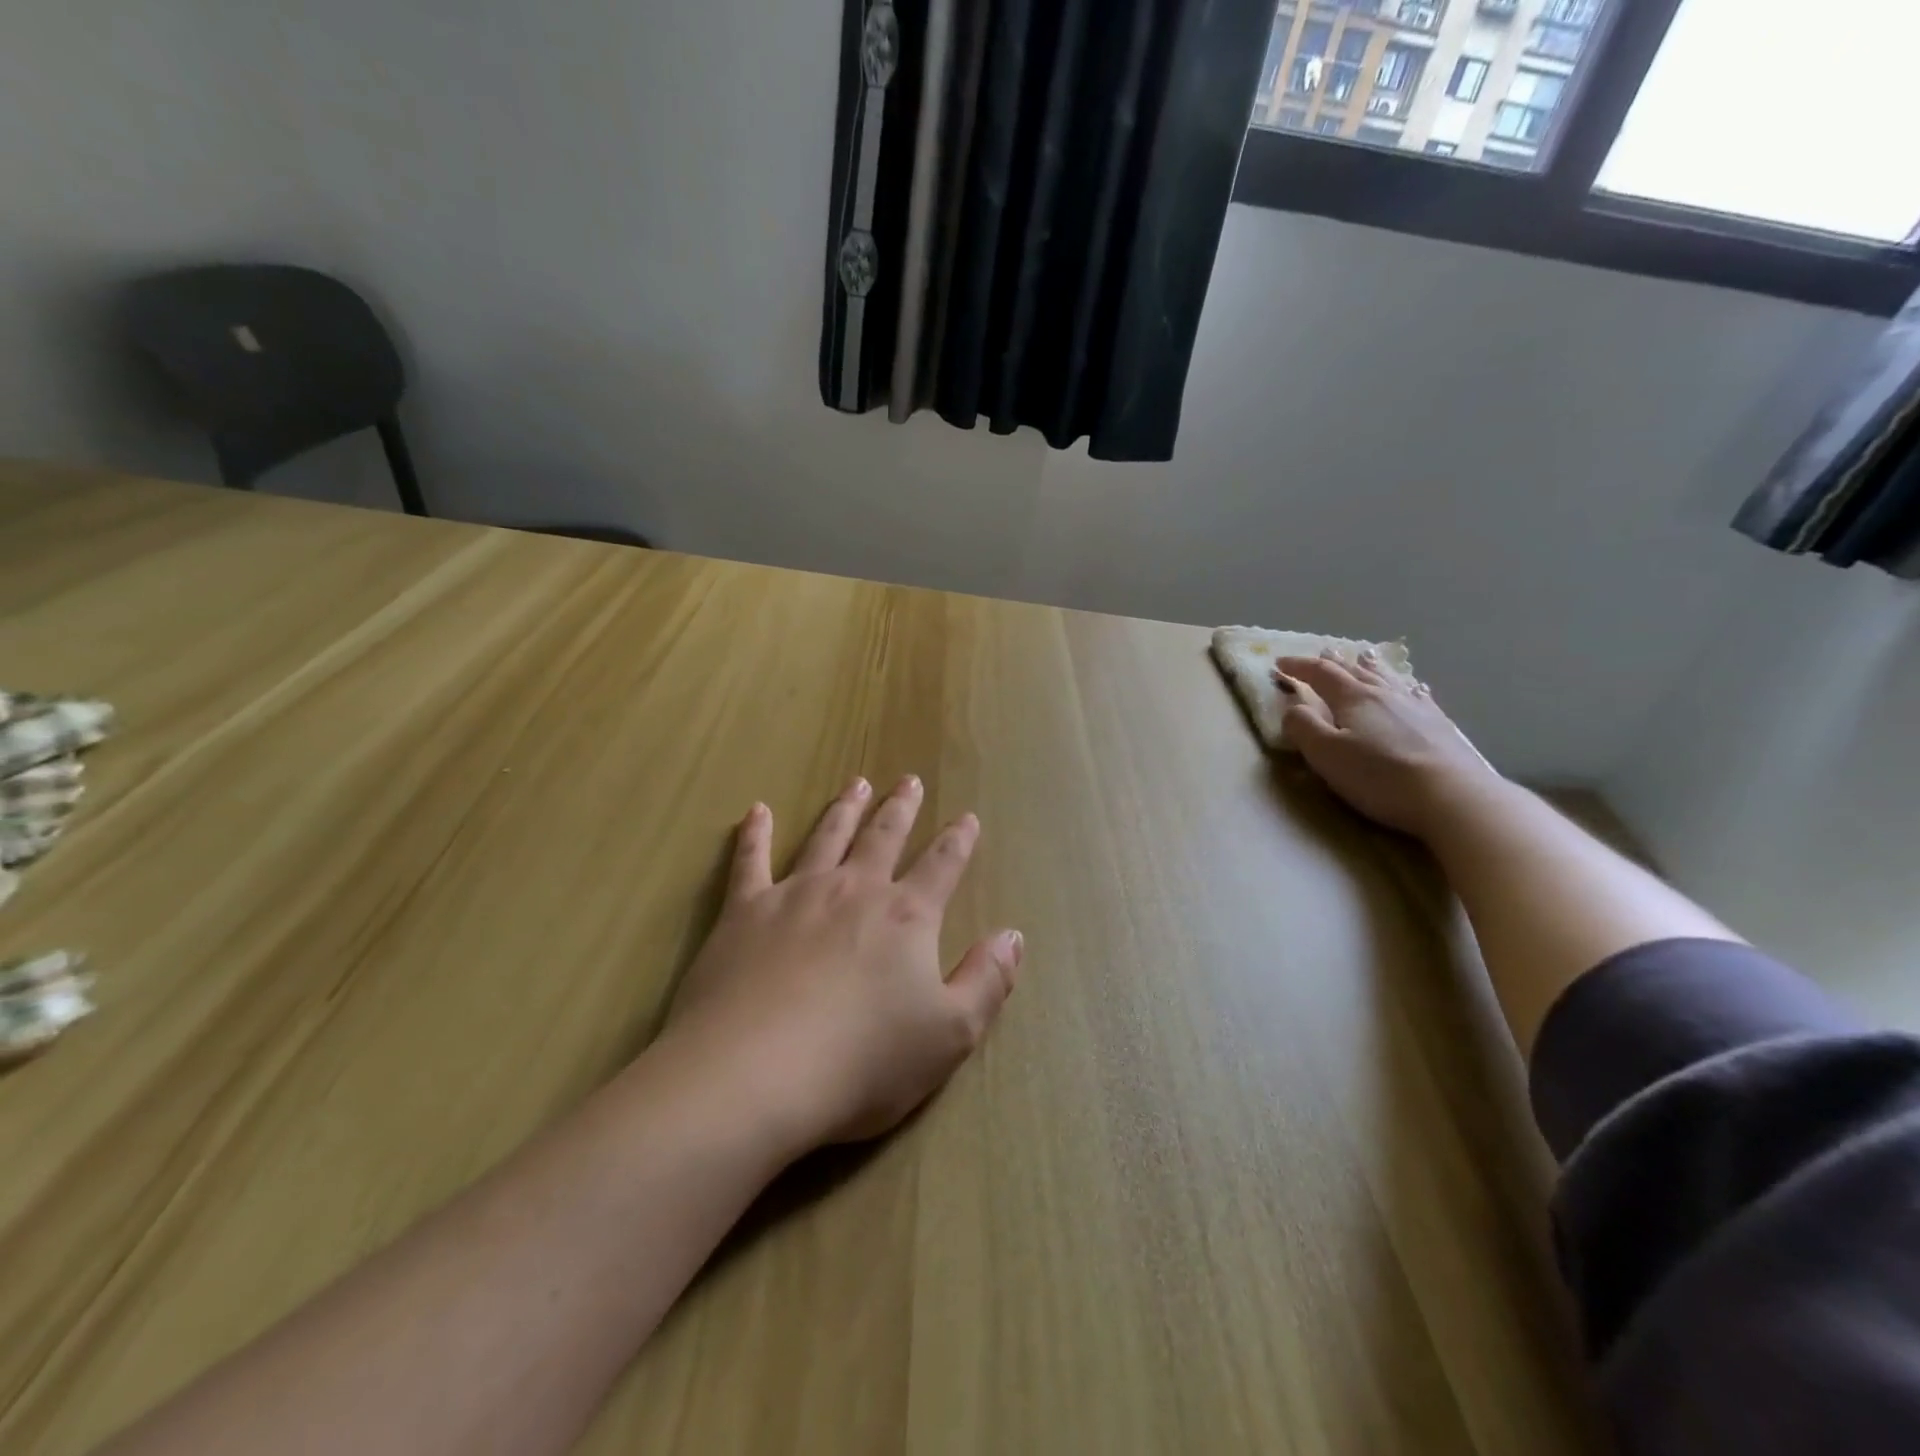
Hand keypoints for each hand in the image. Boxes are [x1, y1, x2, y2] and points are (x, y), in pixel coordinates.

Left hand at [660, 775, 1022, 1154]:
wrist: (755, 1074)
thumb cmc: (862, 1061)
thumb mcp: (950, 1035)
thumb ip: (988, 981)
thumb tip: (1013, 935)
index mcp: (906, 917)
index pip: (942, 866)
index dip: (958, 840)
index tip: (967, 816)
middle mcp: (854, 890)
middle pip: (883, 837)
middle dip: (900, 808)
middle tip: (908, 779)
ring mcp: (797, 894)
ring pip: (827, 836)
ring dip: (845, 808)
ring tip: (856, 782)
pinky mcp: (745, 912)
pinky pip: (750, 860)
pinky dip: (754, 833)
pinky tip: (757, 811)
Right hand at [1273, 650, 1498, 838]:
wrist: (1452, 796)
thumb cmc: (1379, 776)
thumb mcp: (1326, 754)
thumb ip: (1303, 727)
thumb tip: (1293, 708)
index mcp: (1353, 699)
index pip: (1321, 673)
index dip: (1299, 666)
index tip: (1280, 663)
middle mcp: (1384, 694)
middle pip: (1355, 671)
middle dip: (1334, 662)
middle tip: (1321, 653)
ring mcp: (1416, 707)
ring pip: (1387, 678)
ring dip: (1370, 666)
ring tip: (1363, 656)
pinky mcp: (1439, 725)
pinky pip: (1417, 695)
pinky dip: (1406, 686)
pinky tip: (1413, 687)